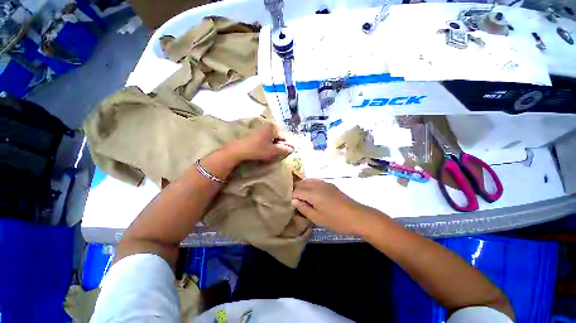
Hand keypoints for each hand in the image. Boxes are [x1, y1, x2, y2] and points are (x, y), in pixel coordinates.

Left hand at [228, 124, 293, 161]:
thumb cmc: (257, 149)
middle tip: (279, 153)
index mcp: (273, 127)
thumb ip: (284, 149)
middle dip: (280, 144)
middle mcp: (267, 126)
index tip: (286, 152)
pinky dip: (268, 144)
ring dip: (274, 145)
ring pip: (272, 137)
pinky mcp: (255, 133)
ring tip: (272, 152)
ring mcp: (261, 129)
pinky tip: (265, 150)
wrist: (239, 150)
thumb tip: (292, 148)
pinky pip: (266, 138)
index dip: (286, 145)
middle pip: (278, 136)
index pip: (284, 136)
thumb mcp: (272, 151)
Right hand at [292, 179, 383, 234]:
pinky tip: (310, 192)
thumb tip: (294, 200)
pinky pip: (315, 180)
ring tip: (300, 196)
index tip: (290, 203)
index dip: (291, 196)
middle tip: (294, 200)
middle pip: (301, 183)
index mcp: (313, 193)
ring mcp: (324, 183)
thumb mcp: (318, 218)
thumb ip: (304, 208)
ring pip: (308, 180)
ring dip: (302, 186)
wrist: (357, 216)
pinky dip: (309, 184)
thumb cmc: (337, 220)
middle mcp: (317, 185)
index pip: (296, 191)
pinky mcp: (330, 184)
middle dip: (295, 190)